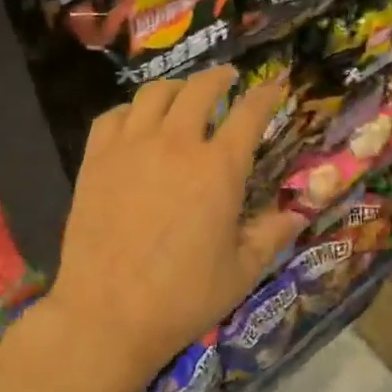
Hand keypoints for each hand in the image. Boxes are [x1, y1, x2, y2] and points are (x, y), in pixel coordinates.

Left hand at [41, 67, 304, 391]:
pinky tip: (135, 121)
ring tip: (182, 93)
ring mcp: (129, 148)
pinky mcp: (94, 161)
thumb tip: (296, 214)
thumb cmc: (182, 298)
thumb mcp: (240, 272)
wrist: (107, 313)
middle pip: (199, 91)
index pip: (249, 114)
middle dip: (218, 78)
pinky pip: (112, 117)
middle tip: (227, 78)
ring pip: (153, 95)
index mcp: (218, 169)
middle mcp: (175, 145)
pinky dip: (130, 110)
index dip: (265, 95)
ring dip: (175, 87)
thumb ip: (270, 235)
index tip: (274, 87)